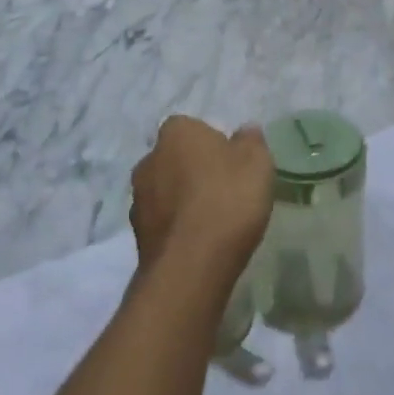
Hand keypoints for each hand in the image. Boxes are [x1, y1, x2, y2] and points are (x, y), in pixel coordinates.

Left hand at [130, 116, 273, 275]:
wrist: (191, 266)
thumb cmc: (227, 200)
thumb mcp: (256, 163)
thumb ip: (251, 141)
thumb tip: (245, 131)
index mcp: (176, 132)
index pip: (192, 128)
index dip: (212, 144)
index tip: (231, 164)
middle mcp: (149, 159)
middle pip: (175, 159)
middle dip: (193, 171)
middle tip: (223, 191)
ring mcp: (138, 199)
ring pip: (165, 191)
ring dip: (182, 201)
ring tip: (212, 222)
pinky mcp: (137, 235)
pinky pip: (162, 222)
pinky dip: (176, 228)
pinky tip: (198, 244)